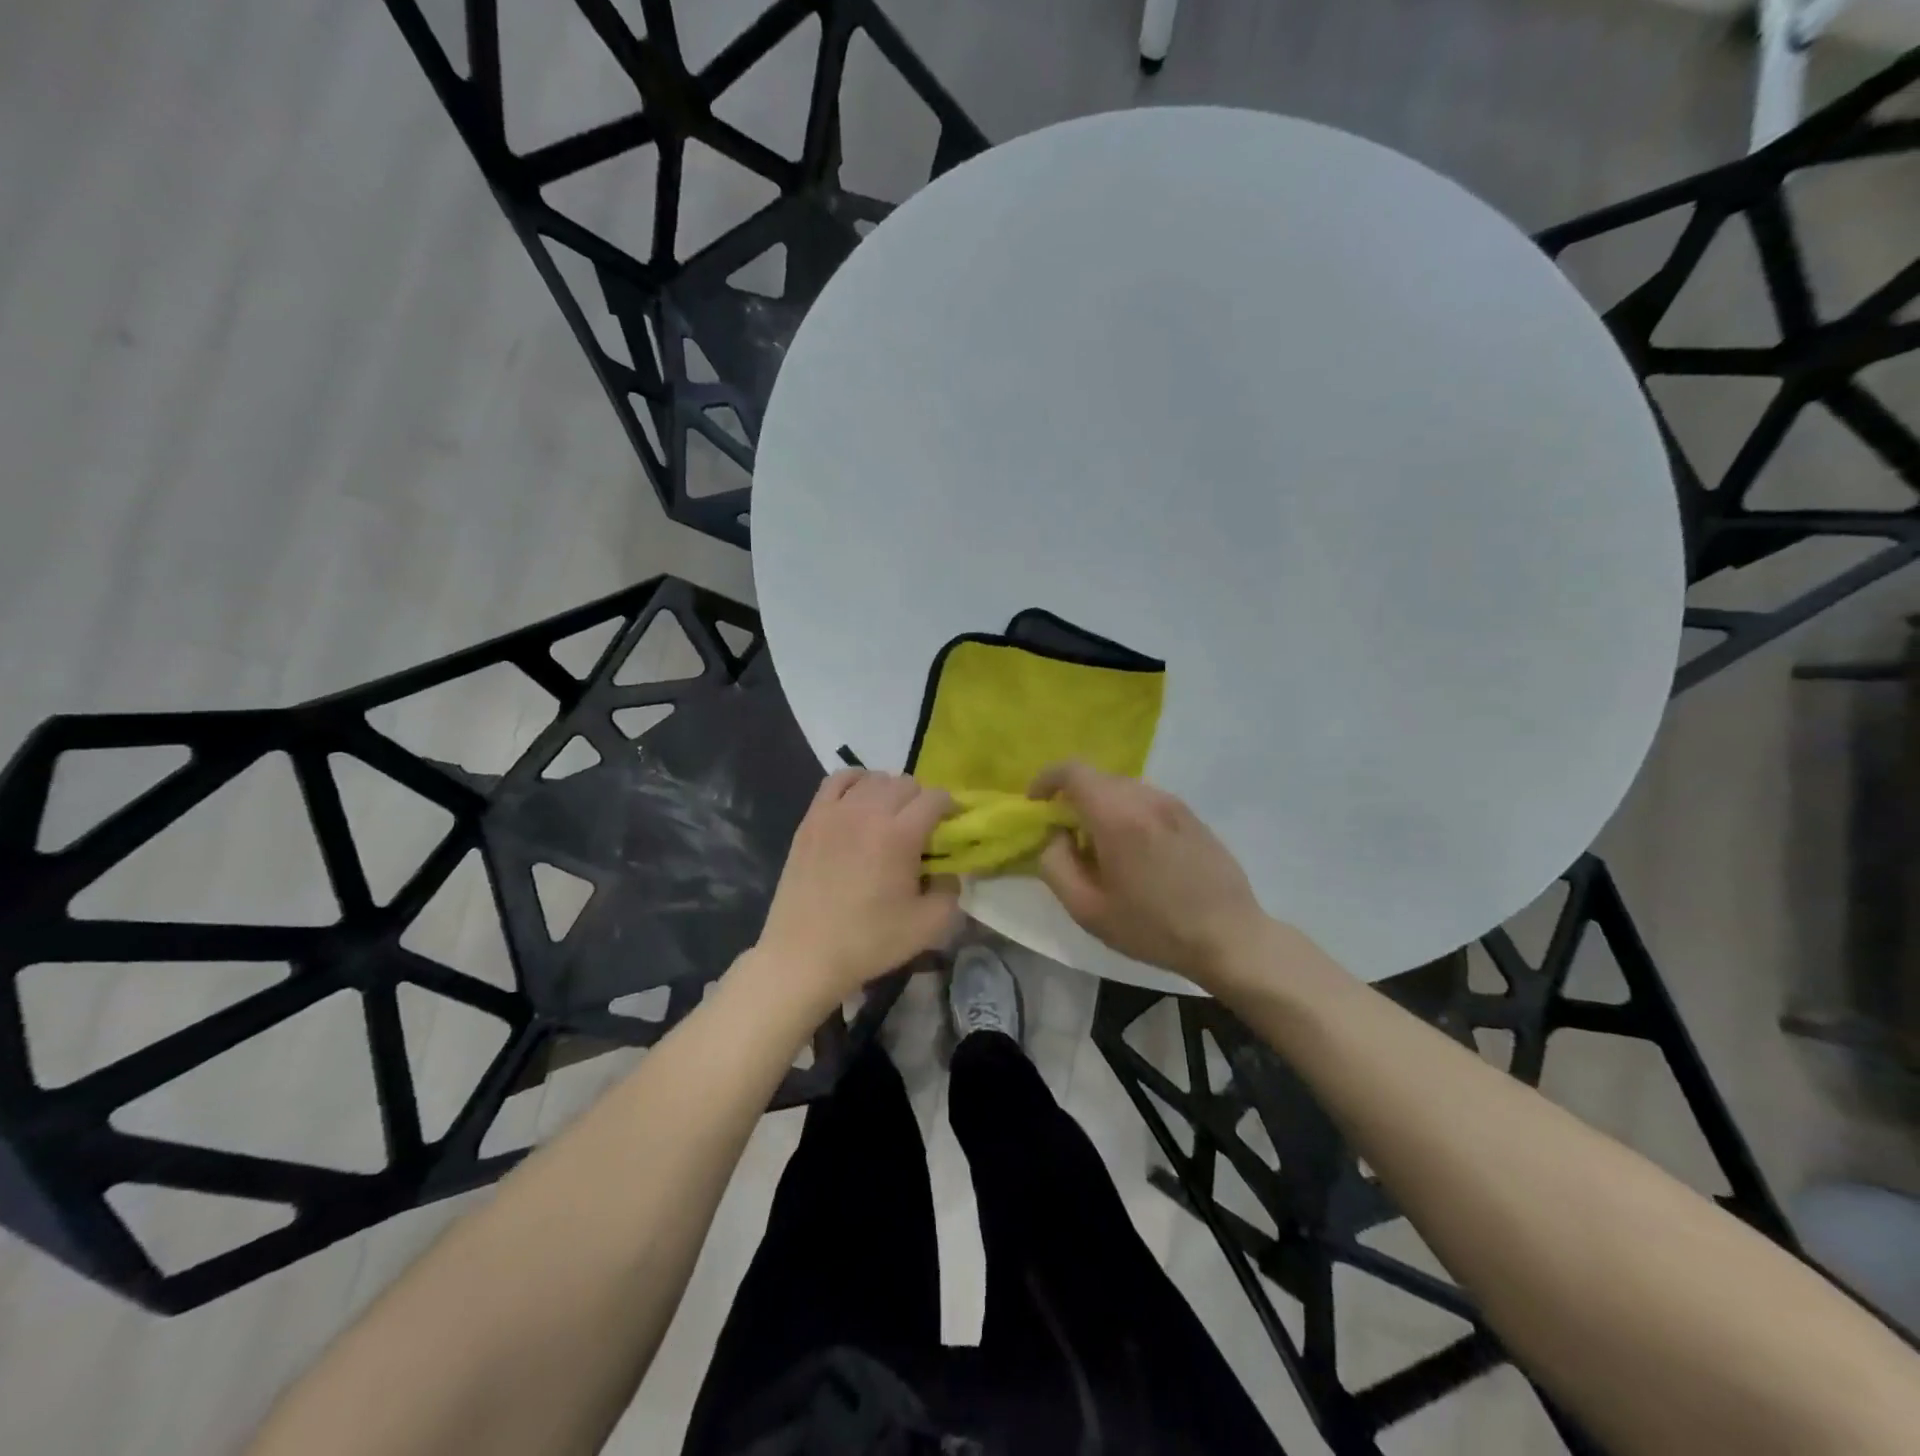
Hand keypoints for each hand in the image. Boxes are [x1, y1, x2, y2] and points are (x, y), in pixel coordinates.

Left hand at [755, 769, 960, 1010]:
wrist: (804, 955)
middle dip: (921, 801)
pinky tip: (860, 800)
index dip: (950, 809)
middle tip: (921, 829)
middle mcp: (868, 812)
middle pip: (906, 783)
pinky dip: (856, 781)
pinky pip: (838, 780)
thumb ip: (952, 890)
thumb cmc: (869, 942)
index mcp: (900, 834)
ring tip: (890, 817)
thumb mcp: (929, 926)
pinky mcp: (811, 819)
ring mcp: (835, 812)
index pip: (935, 798)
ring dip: (890, 791)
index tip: (951, 827)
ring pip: (874, 778)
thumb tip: (949, 870)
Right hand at [1030, 761, 1266, 984]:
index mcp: (1117, 816)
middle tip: (1067, 836)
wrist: (1229, 936)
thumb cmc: (1152, 927)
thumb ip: (1055, 865)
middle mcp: (1146, 798)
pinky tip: (1137, 853)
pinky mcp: (1192, 815)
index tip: (1036, 804)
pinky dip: (1128, 813)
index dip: (1046, 780)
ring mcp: (1174, 803)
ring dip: (1102, 806)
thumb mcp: (1087, 909)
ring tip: (1103, 847)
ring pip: (1123, 788)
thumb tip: (1055, 835)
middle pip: (1097, 778)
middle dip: (1073, 798)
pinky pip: (1147, 801)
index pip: (1072, 771)